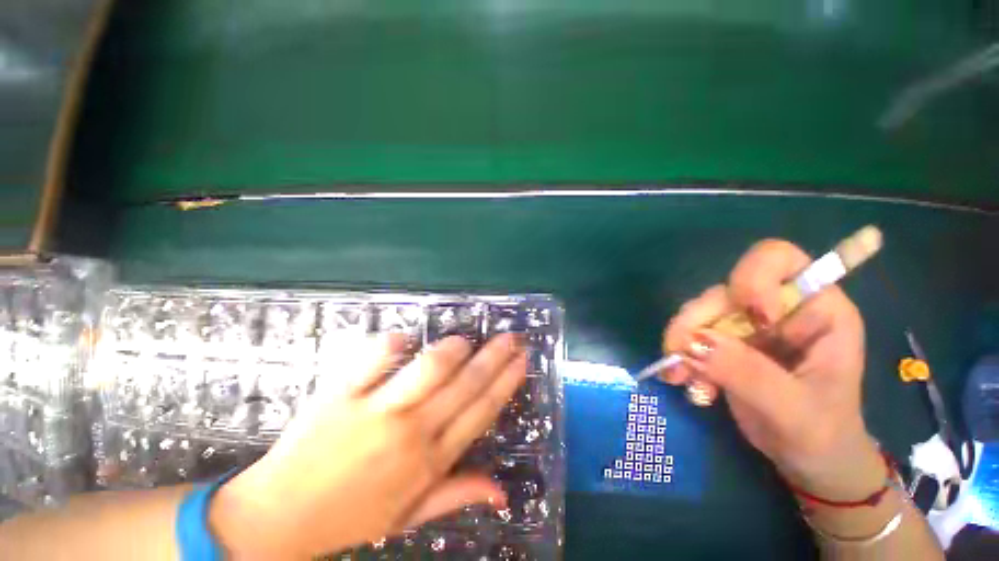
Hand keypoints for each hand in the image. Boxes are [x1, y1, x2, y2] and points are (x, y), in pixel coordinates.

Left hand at [209, 333, 526, 559]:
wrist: (279, 519)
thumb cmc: (351, 516)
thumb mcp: (411, 517)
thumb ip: (458, 495)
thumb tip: (503, 492)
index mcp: (431, 461)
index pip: (483, 411)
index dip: (507, 381)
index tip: (522, 359)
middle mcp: (412, 432)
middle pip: (466, 384)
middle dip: (495, 356)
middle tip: (511, 336)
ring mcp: (376, 412)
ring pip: (429, 369)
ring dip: (452, 350)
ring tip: (463, 341)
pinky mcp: (341, 396)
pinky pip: (373, 359)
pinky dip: (392, 344)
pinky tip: (403, 339)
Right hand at [661, 239, 884, 499]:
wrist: (808, 459)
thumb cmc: (822, 435)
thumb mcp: (794, 410)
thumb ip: (748, 373)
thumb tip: (693, 341)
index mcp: (816, 310)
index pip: (780, 260)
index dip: (754, 277)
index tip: (749, 318)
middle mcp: (777, 308)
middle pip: (724, 291)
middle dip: (696, 321)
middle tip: (679, 356)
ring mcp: (746, 326)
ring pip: (700, 313)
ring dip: (681, 342)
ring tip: (681, 378)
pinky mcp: (724, 342)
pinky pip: (690, 335)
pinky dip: (679, 355)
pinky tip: (683, 380)